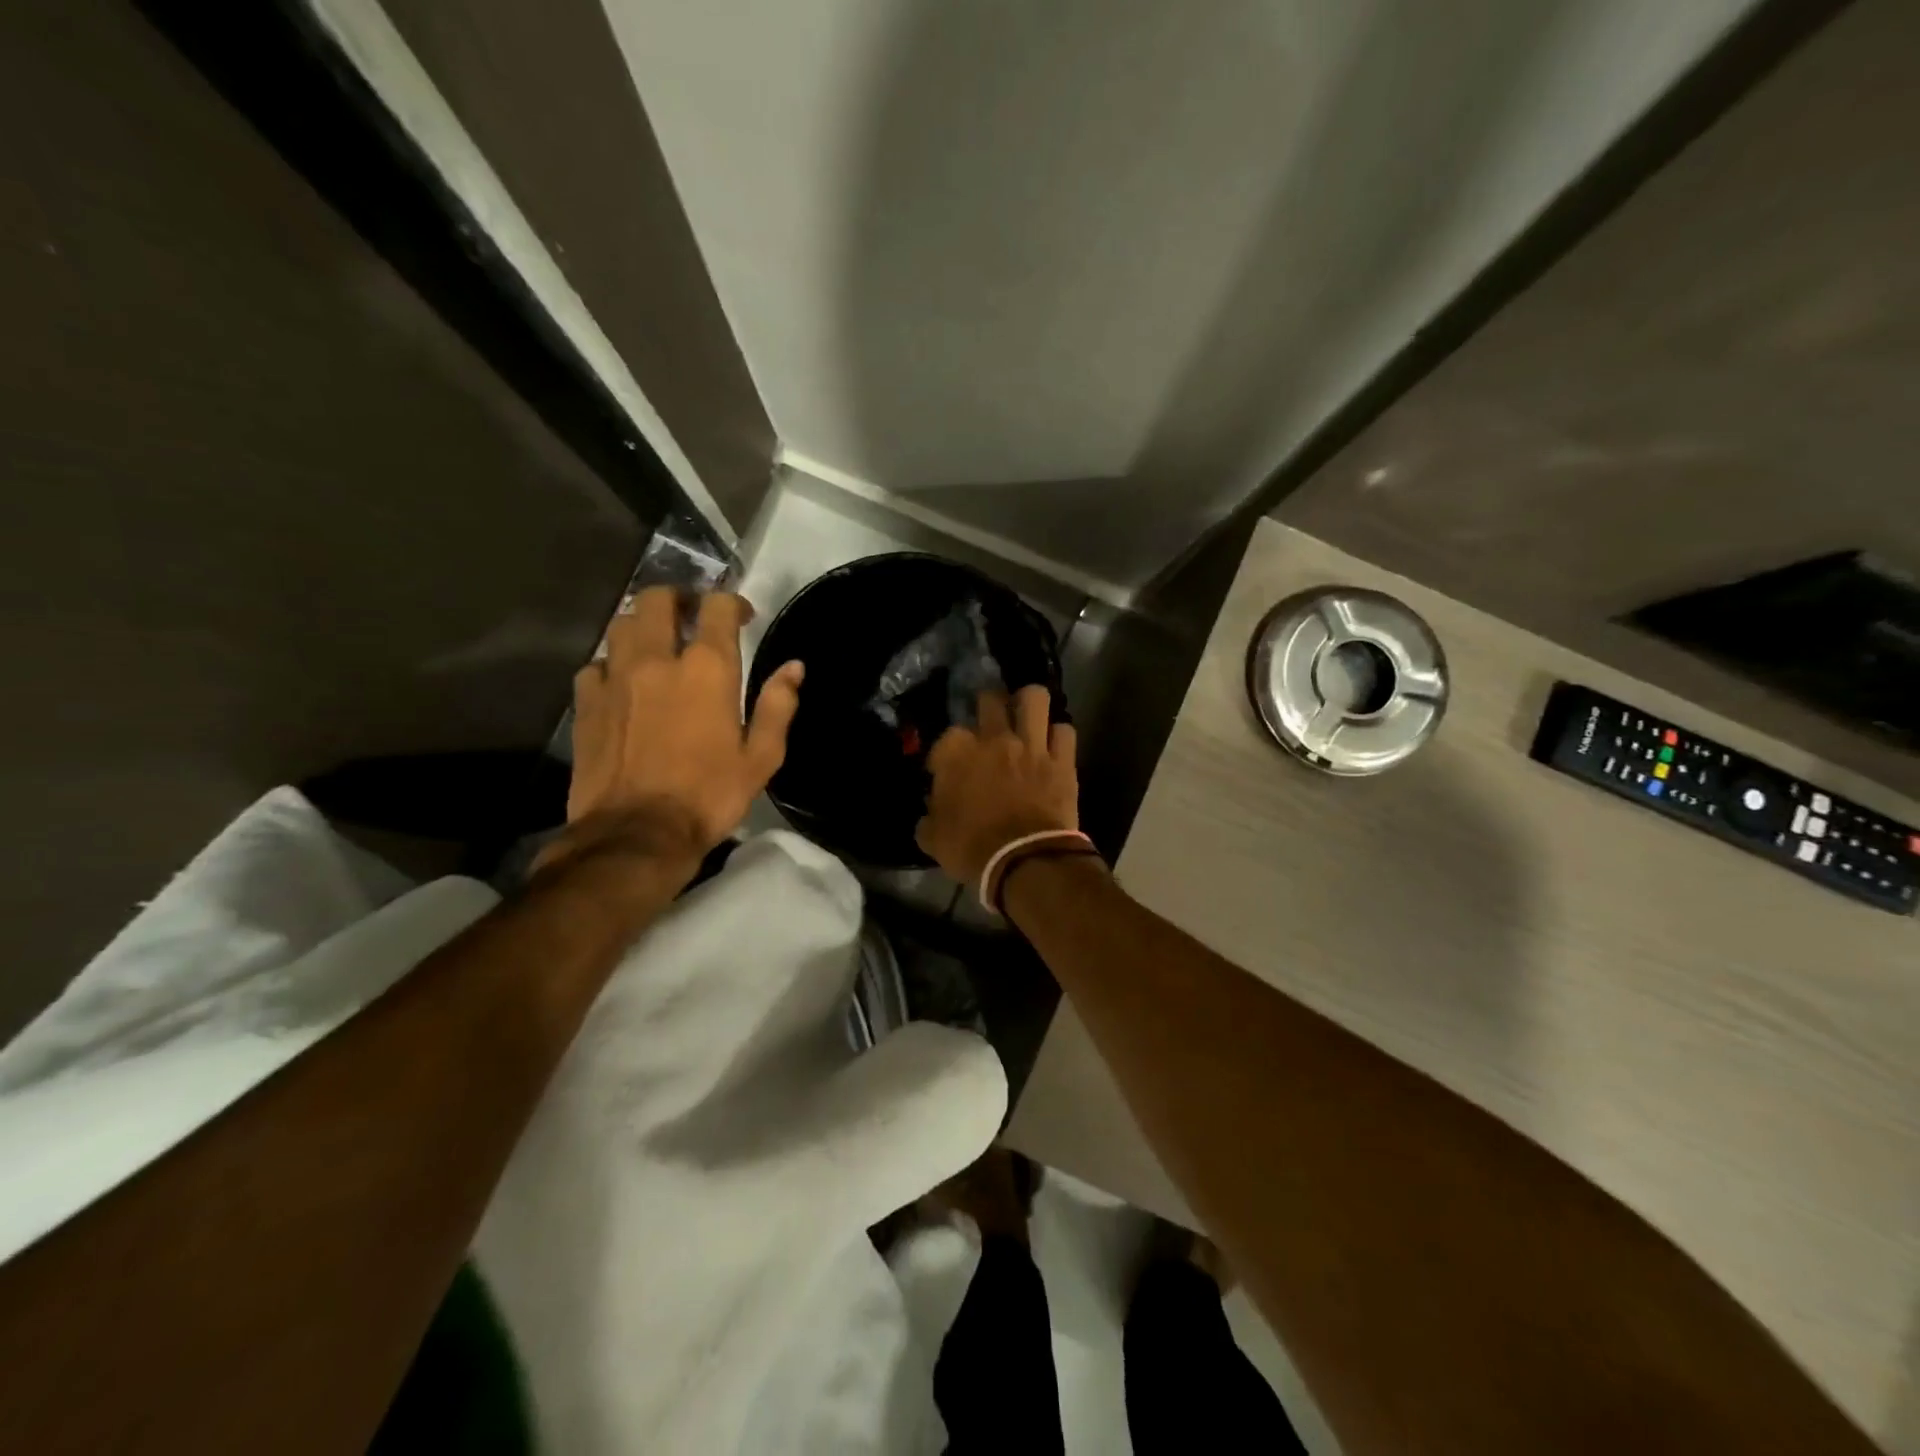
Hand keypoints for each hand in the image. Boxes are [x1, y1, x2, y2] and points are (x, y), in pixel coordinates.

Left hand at [555, 587, 803, 867]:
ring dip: (643, 626)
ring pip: (622, 625)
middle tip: (692, 616)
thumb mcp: (762, 757)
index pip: (717, 607)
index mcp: (708, 669)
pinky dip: (611, 664)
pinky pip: (595, 664)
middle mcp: (658, 660)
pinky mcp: (586, 702)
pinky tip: (622, 683)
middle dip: (678, 599)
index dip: (732, 603)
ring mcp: (615, 678)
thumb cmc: (709, 795)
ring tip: (657, 644)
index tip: (742, 616)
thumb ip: (778, 706)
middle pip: (658, 599)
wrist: (637, 834)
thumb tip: (793, 668)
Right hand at [916, 685, 1078, 884]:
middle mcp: (994, 738)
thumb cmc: (973, 849)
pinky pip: (1064, 730)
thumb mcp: (934, 839)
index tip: (945, 769)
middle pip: (990, 699)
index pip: (947, 736)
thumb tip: (930, 814)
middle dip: (987, 705)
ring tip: (1025, 715)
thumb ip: (930, 818)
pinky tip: (1053, 745)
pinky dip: (1058, 736)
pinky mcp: (1063, 759)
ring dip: (1028, 704)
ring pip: (1034, 698)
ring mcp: (1032, 745)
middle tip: (988, 721)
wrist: (1025, 861)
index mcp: (957, 753)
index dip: (945, 752)